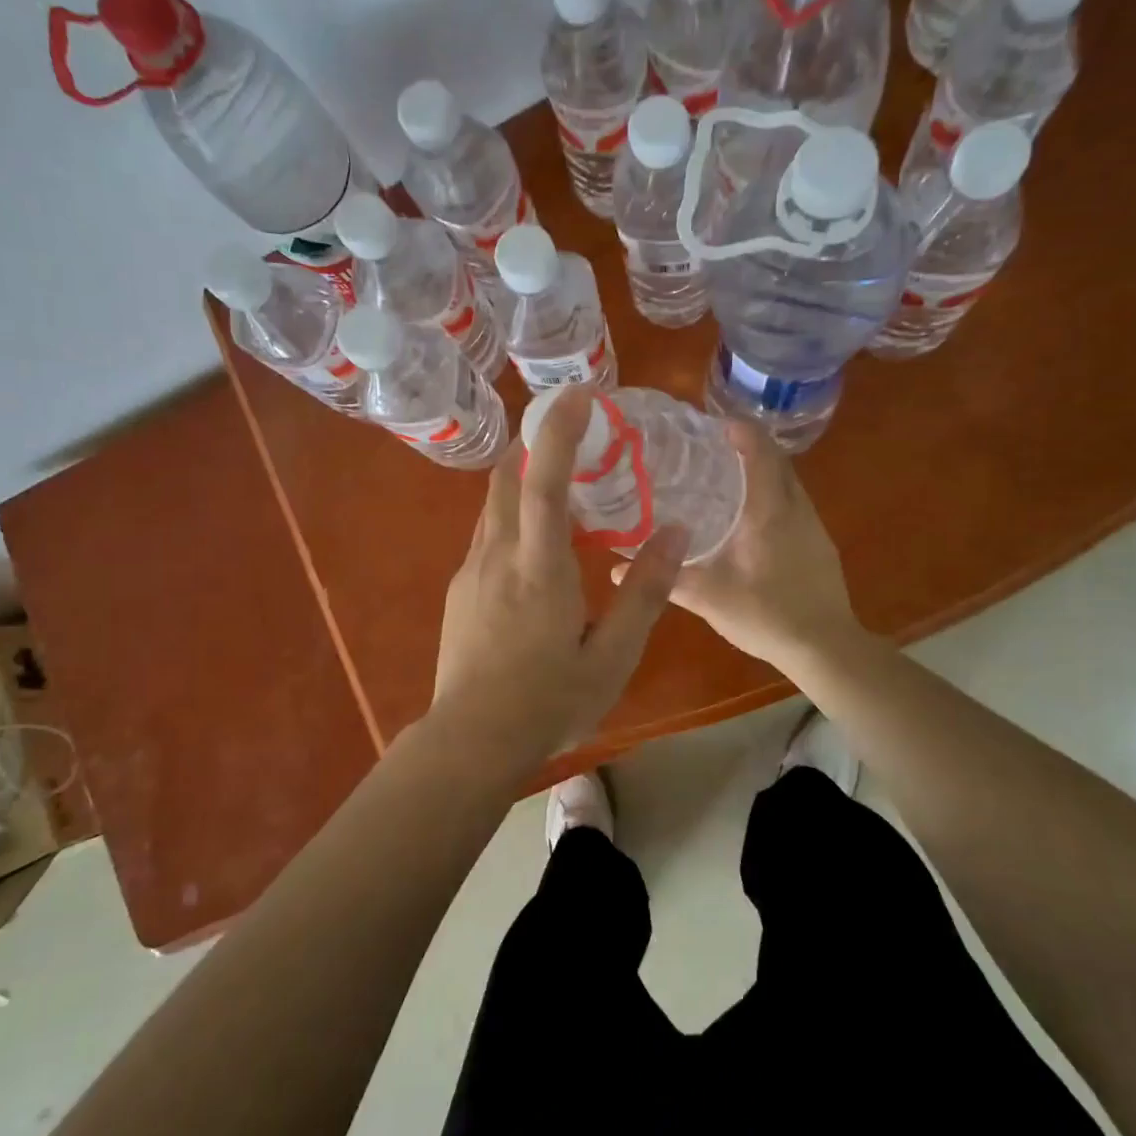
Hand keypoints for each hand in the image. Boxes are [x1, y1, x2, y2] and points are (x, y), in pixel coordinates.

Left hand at [433, 387, 688, 758]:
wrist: (471, 741)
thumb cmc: (548, 701)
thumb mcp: (613, 655)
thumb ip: (644, 591)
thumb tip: (676, 532)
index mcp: (538, 566)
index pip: (544, 480)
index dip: (559, 431)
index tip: (579, 395)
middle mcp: (496, 554)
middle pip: (507, 477)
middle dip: (536, 445)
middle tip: (578, 442)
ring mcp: (470, 571)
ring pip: (493, 506)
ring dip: (523, 484)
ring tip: (564, 496)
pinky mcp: (459, 590)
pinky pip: (487, 536)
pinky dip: (512, 520)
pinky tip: (537, 554)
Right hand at [616, 419, 859, 675]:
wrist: (827, 648)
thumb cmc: (767, 614)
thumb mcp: (708, 598)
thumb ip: (665, 580)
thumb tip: (616, 571)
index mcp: (769, 510)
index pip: (760, 450)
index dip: (738, 430)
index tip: (709, 425)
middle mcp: (796, 508)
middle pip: (776, 460)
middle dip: (747, 447)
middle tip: (707, 452)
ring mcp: (813, 526)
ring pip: (787, 483)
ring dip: (761, 473)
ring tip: (723, 482)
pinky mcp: (819, 545)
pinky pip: (793, 505)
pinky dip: (771, 497)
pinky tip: (748, 523)